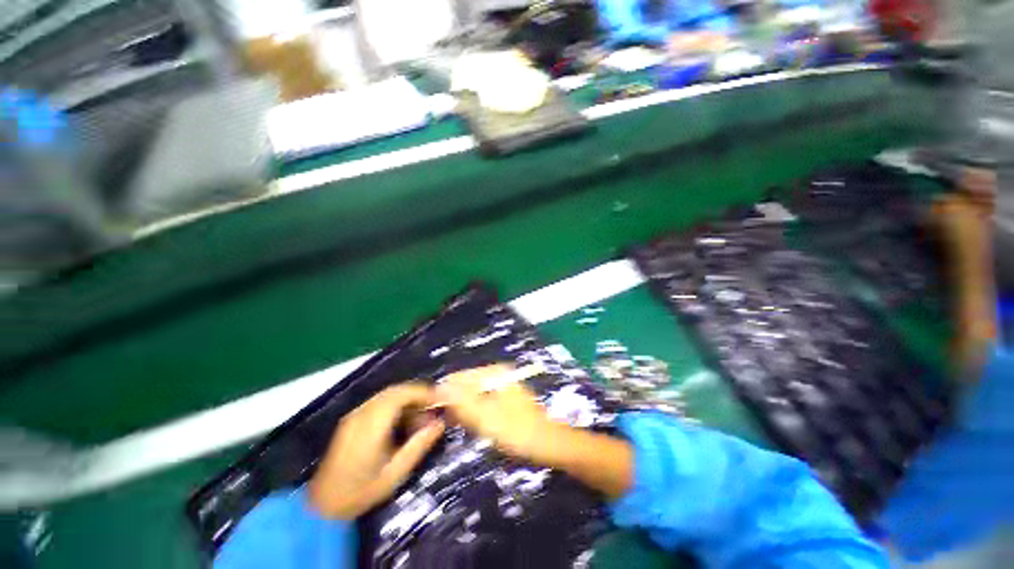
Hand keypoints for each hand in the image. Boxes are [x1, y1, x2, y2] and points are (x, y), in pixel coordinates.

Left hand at [308, 384, 444, 518]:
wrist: (322, 507)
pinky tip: (403, 420)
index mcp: (371, 425)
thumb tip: (440, 423)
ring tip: (422, 413)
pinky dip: (396, 405)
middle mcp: (361, 413)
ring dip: (407, 399)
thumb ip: (418, 445)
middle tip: (434, 405)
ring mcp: (354, 416)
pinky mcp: (351, 420)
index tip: (440, 398)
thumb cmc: (361, 492)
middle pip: (394, 391)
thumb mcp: (395, 473)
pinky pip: (379, 403)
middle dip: (417, 394)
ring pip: (387, 395)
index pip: (400, 395)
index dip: (422, 392)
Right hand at [435, 364, 563, 463]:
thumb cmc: (516, 430)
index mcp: (495, 373)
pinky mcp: (506, 399)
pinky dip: (475, 411)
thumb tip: (439, 387)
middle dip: (455, 400)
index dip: (445, 391)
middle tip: (444, 421)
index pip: (461, 376)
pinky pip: (484, 401)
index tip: (432, 410)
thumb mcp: (485, 416)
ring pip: (475, 393)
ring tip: (455, 424)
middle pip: (468, 383)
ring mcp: (504, 386)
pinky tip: (471, 423)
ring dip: (464, 407)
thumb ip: (461, 401)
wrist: (548, 444)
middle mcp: (499, 374)